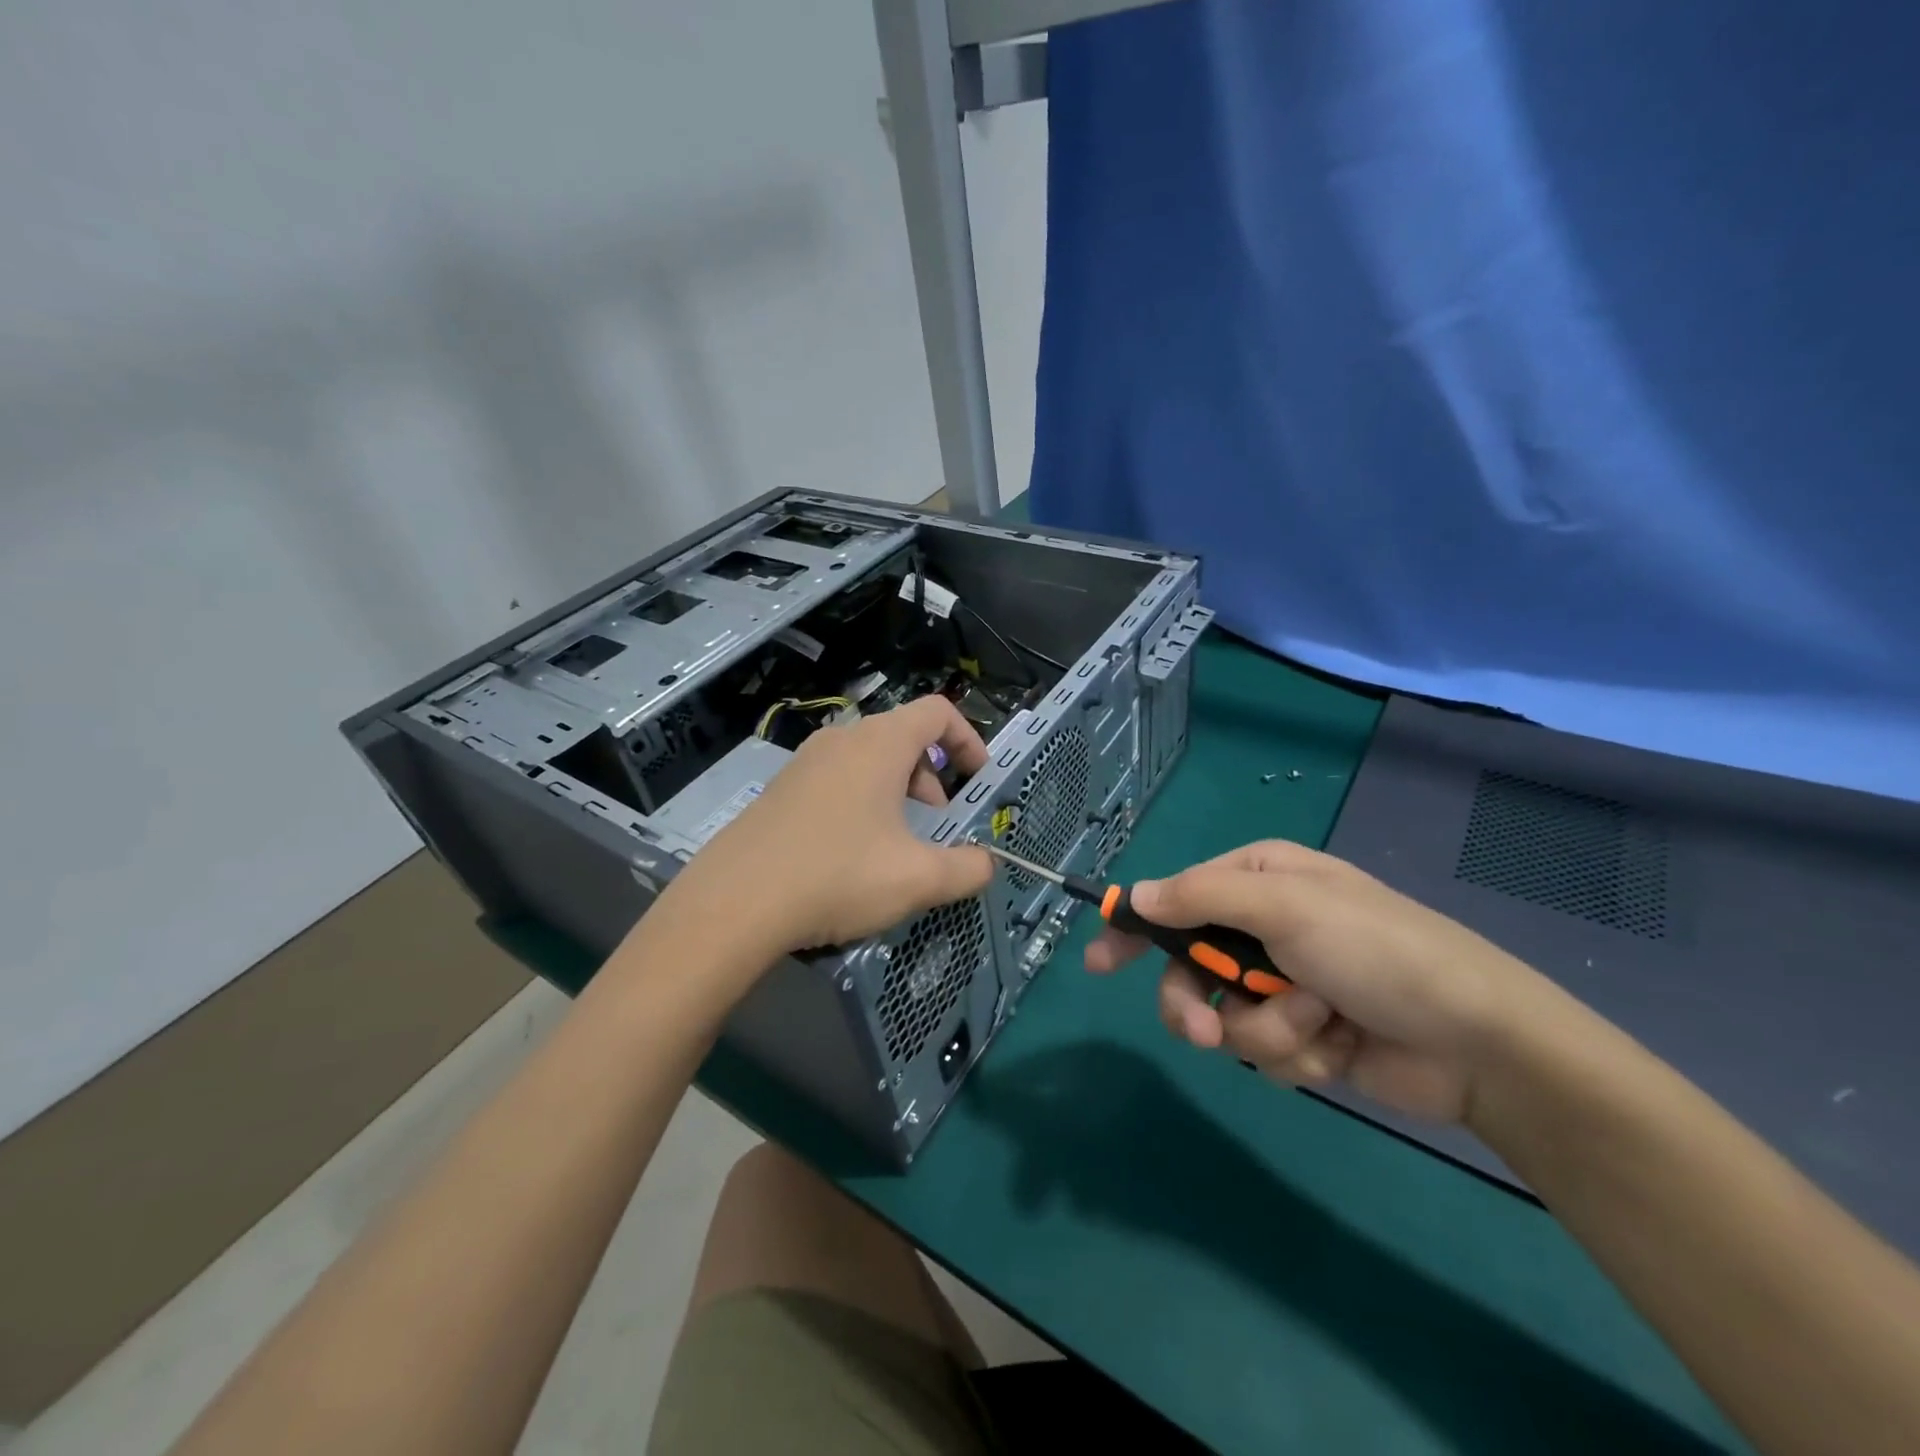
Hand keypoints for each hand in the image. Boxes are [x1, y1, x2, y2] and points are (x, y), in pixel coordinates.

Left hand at [652, 695, 993, 967]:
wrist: (734, 903)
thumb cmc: (838, 876)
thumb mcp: (917, 879)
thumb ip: (966, 869)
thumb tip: (986, 864)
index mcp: (880, 744)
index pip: (937, 711)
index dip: (968, 739)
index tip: (979, 779)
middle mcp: (841, 740)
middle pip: (903, 736)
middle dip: (932, 776)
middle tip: (937, 822)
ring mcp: (804, 763)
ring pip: (868, 760)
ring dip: (897, 791)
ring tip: (896, 843)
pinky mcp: (780, 790)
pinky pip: (836, 780)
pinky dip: (861, 802)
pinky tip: (850, 856)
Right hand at [1084, 840, 1544, 1122]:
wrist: (1478, 1042)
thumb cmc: (1376, 951)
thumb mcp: (1285, 908)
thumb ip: (1201, 898)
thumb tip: (1134, 896)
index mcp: (1259, 883)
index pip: (1176, 898)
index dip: (1134, 928)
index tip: (1098, 961)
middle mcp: (1266, 929)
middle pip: (1190, 968)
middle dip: (1196, 1002)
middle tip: (1201, 1031)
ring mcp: (1285, 985)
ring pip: (1226, 1017)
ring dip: (1267, 1029)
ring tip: (1315, 1026)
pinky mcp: (1305, 1036)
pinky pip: (1265, 1051)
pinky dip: (1296, 1053)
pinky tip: (1338, 1046)